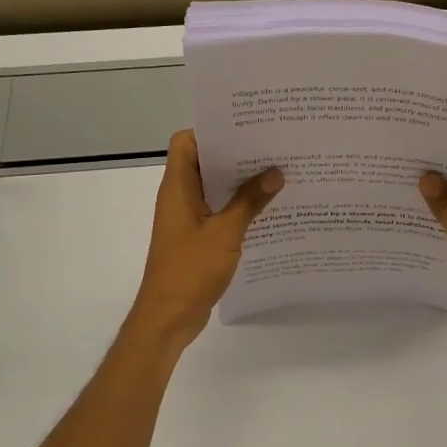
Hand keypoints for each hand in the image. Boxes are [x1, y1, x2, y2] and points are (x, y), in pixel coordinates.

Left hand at [129, 130, 282, 347]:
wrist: (168, 317)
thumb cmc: (190, 269)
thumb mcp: (225, 233)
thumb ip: (250, 201)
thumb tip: (275, 172)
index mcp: (178, 187)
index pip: (186, 142)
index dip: (211, 131)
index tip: (245, 129)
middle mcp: (179, 196)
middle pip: (205, 162)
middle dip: (236, 154)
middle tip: (272, 147)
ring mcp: (188, 217)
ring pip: (214, 187)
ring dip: (240, 182)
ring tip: (277, 173)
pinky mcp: (197, 236)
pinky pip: (219, 210)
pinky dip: (239, 206)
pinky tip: (268, 209)